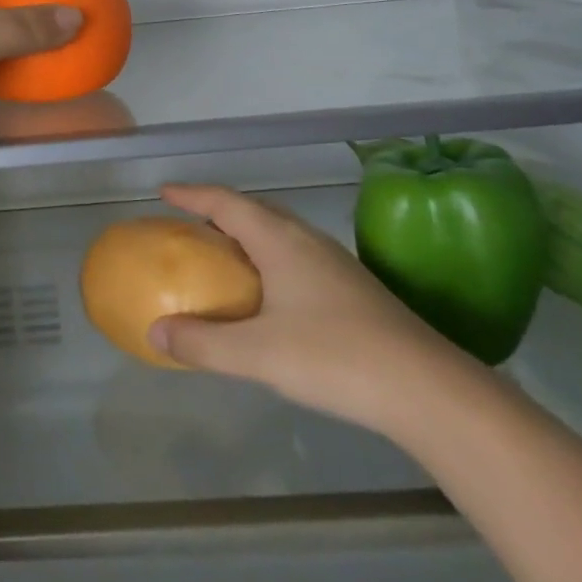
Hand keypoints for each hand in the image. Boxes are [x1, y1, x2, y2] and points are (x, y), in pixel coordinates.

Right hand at [147, 184, 480, 437]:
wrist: (427, 389)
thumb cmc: (335, 358)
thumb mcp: (258, 354)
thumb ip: (203, 342)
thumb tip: (155, 331)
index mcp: (280, 240)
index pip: (226, 202)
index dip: (193, 194)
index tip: (164, 193)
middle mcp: (307, 240)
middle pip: (255, 210)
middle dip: (219, 211)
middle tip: (191, 226)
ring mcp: (334, 262)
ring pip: (280, 232)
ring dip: (248, 234)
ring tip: (224, 257)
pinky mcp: (352, 287)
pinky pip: (296, 255)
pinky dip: (270, 258)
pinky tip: (270, 296)